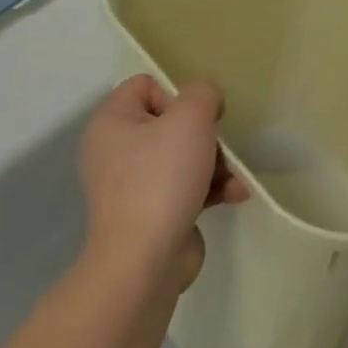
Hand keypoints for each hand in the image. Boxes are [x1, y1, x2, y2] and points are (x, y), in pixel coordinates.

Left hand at [78, 75, 248, 290]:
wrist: (144, 262)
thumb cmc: (162, 178)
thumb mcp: (190, 118)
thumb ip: (202, 93)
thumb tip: (204, 101)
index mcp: (112, 122)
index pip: (145, 85)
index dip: (176, 94)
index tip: (196, 116)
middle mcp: (115, 151)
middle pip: (170, 122)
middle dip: (203, 134)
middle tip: (217, 147)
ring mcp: (131, 186)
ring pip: (182, 156)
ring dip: (215, 163)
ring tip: (233, 177)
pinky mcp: (151, 214)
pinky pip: (185, 187)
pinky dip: (210, 189)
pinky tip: (235, 195)